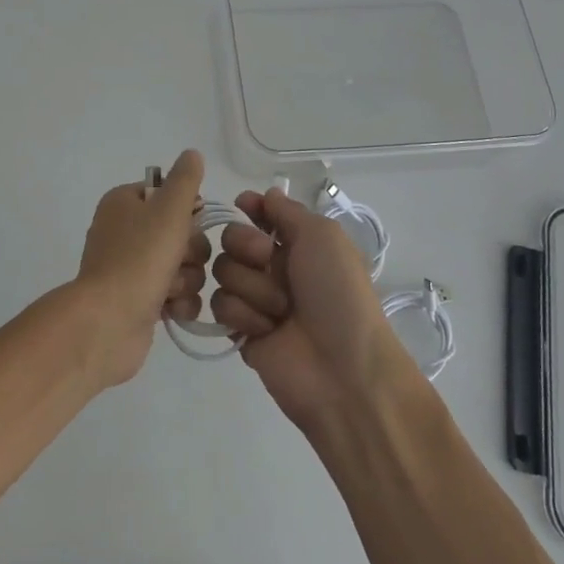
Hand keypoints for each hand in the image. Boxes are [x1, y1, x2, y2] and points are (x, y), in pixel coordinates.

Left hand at [61, 150, 209, 388]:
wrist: (109, 322)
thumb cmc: (139, 258)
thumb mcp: (168, 209)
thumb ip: (185, 180)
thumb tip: (192, 154)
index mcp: (124, 203)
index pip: (167, 194)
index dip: (186, 209)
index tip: (191, 221)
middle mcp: (124, 232)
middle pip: (181, 232)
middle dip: (190, 250)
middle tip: (179, 259)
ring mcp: (130, 268)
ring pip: (183, 265)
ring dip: (186, 278)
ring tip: (171, 289)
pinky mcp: (139, 301)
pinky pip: (176, 294)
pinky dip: (179, 302)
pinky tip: (173, 309)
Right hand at [210, 188, 418, 433]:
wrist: (343, 368)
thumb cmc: (338, 294)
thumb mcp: (323, 237)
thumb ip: (288, 212)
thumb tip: (266, 194)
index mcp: (299, 243)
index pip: (261, 214)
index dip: (250, 208)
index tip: (244, 205)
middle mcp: (274, 267)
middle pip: (232, 238)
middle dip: (247, 246)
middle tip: (269, 261)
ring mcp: (256, 299)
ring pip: (223, 271)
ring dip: (252, 287)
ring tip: (279, 310)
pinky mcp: (241, 331)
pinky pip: (220, 306)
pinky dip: (244, 315)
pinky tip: (266, 331)